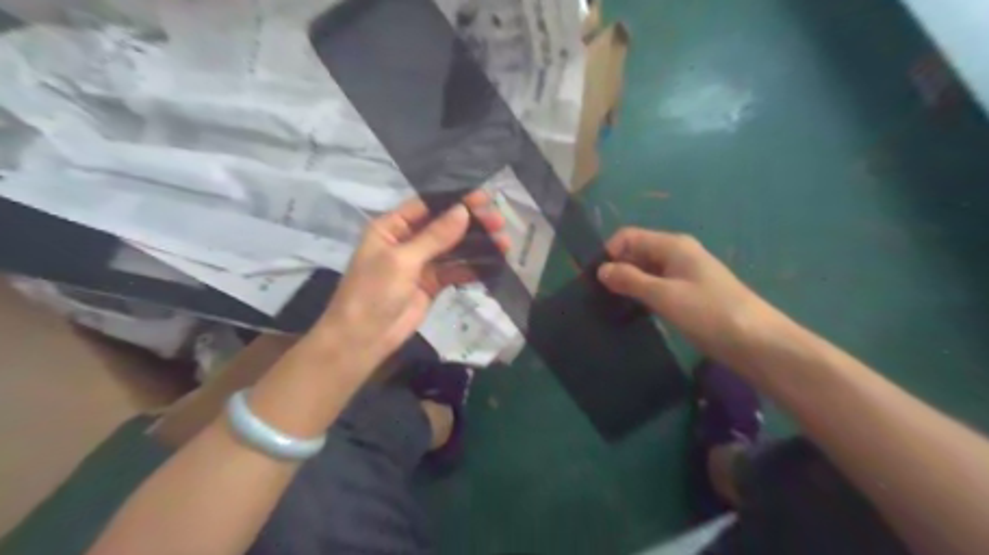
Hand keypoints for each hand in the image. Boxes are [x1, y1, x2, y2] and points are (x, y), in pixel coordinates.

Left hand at [313, 192, 504, 372]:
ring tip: (504, 242)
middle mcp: (407, 241)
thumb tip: (463, 211)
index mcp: (391, 228)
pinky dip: (473, 267)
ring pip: (453, 249)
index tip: (483, 197)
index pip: (426, 206)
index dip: (454, 200)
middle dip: (471, 223)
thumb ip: (435, 236)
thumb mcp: (402, 260)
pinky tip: (493, 263)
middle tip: (498, 221)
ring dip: (477, 246)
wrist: (364, 338)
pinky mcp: (432, 284)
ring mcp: (421, 264)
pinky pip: (455, 271)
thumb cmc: (374, 291)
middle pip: (444, 226)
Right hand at [595, 225, 780, 359]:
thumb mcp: (664, 295)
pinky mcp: (689, 295)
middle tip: (599, 296)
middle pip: (637, 252)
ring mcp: (685, 275)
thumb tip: (601, 270)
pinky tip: (633, 312)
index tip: (595, 279)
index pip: (629, 237)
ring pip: (646, 271)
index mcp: (673, 245)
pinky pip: (657, 287)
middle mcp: (678, 254)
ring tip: (611, 306)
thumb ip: (630, 280)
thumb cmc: (709, 313)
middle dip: (617, 269)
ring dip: (628, 284)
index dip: (610, 252)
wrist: (757, 343)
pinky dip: (643, 295)